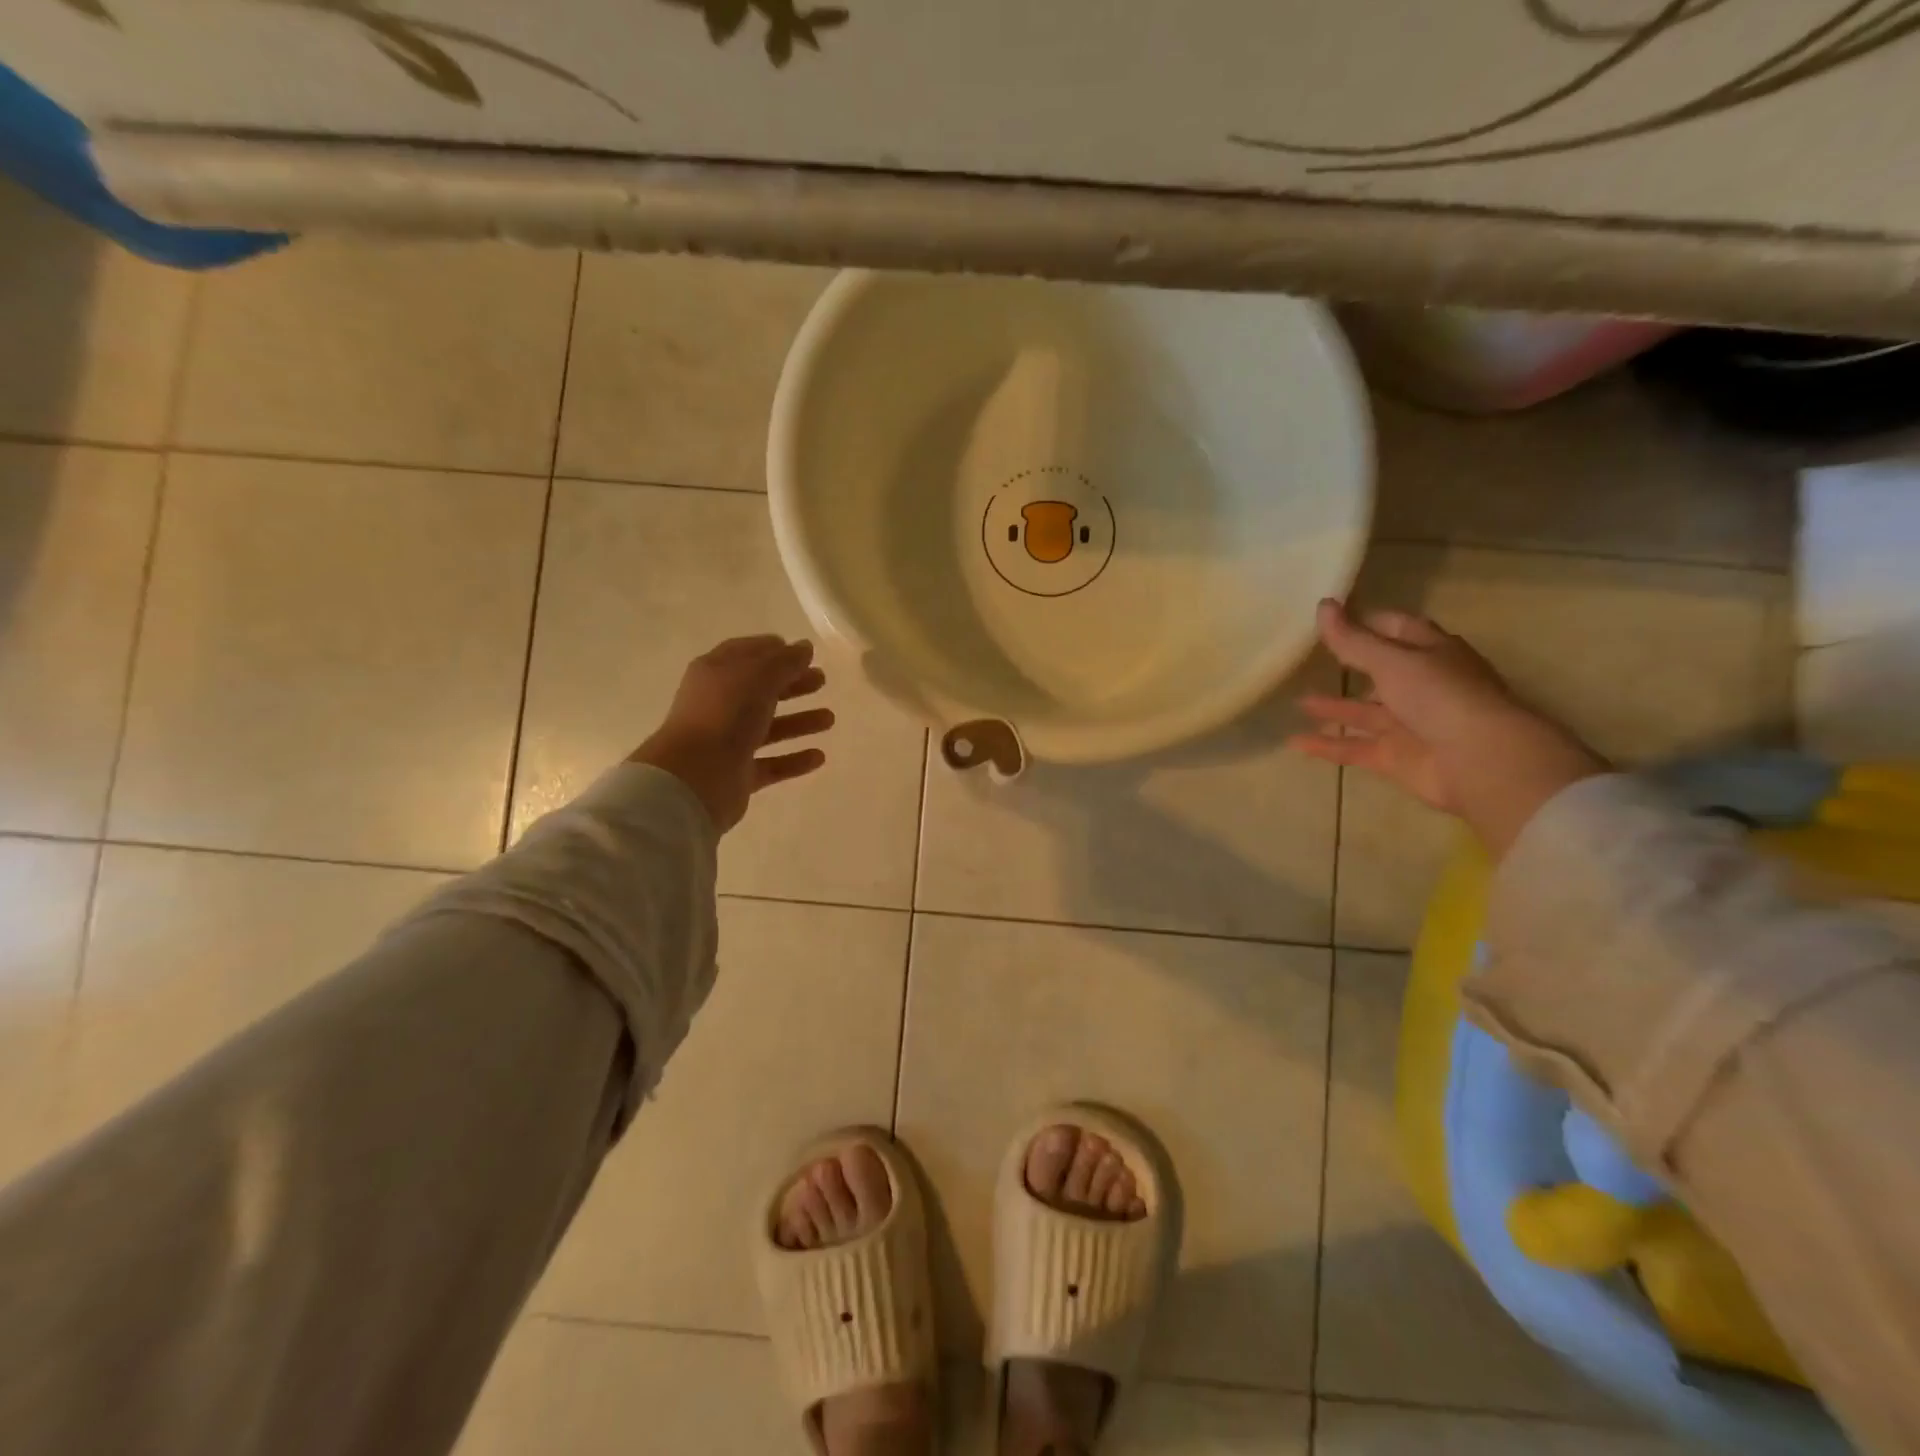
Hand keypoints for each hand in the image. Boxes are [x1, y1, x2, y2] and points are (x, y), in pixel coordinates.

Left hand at [630, 636, 833, 832]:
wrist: (696, 776)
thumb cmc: (725, 714)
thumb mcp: (759, 676)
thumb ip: (786, 661)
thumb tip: (805, 647)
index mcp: (716, 673)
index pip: (746, 653)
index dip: (773, 650)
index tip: (803, 652)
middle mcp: (719, 705)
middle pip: (760, 690)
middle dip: (792, 683)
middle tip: (822, 680)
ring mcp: (727, 741)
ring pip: (769, 727)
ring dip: (799, 721)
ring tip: (829, 719)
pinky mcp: (738, 773)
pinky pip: (772, 763)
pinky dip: (794, 759)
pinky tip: (819, 756)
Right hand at [1289, 599, 1608, 856]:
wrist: (1479, 761)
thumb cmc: (1440, 696)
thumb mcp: (1391, 660)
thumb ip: (1353, 639)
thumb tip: (1323, 604)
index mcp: (1431, 653)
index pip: (1396, 628)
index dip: (1366, 621)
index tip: (1330, 617)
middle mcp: (1421, 686)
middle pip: (1379, 672)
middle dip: (1349, 665)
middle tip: (1307, 658)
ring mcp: (1409, 724)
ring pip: (1363, 712)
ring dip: (1332, 708)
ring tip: (1296, 702)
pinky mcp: (1396, 757)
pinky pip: (1354, 748)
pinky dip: (1327, 746)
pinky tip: (1295, 742)